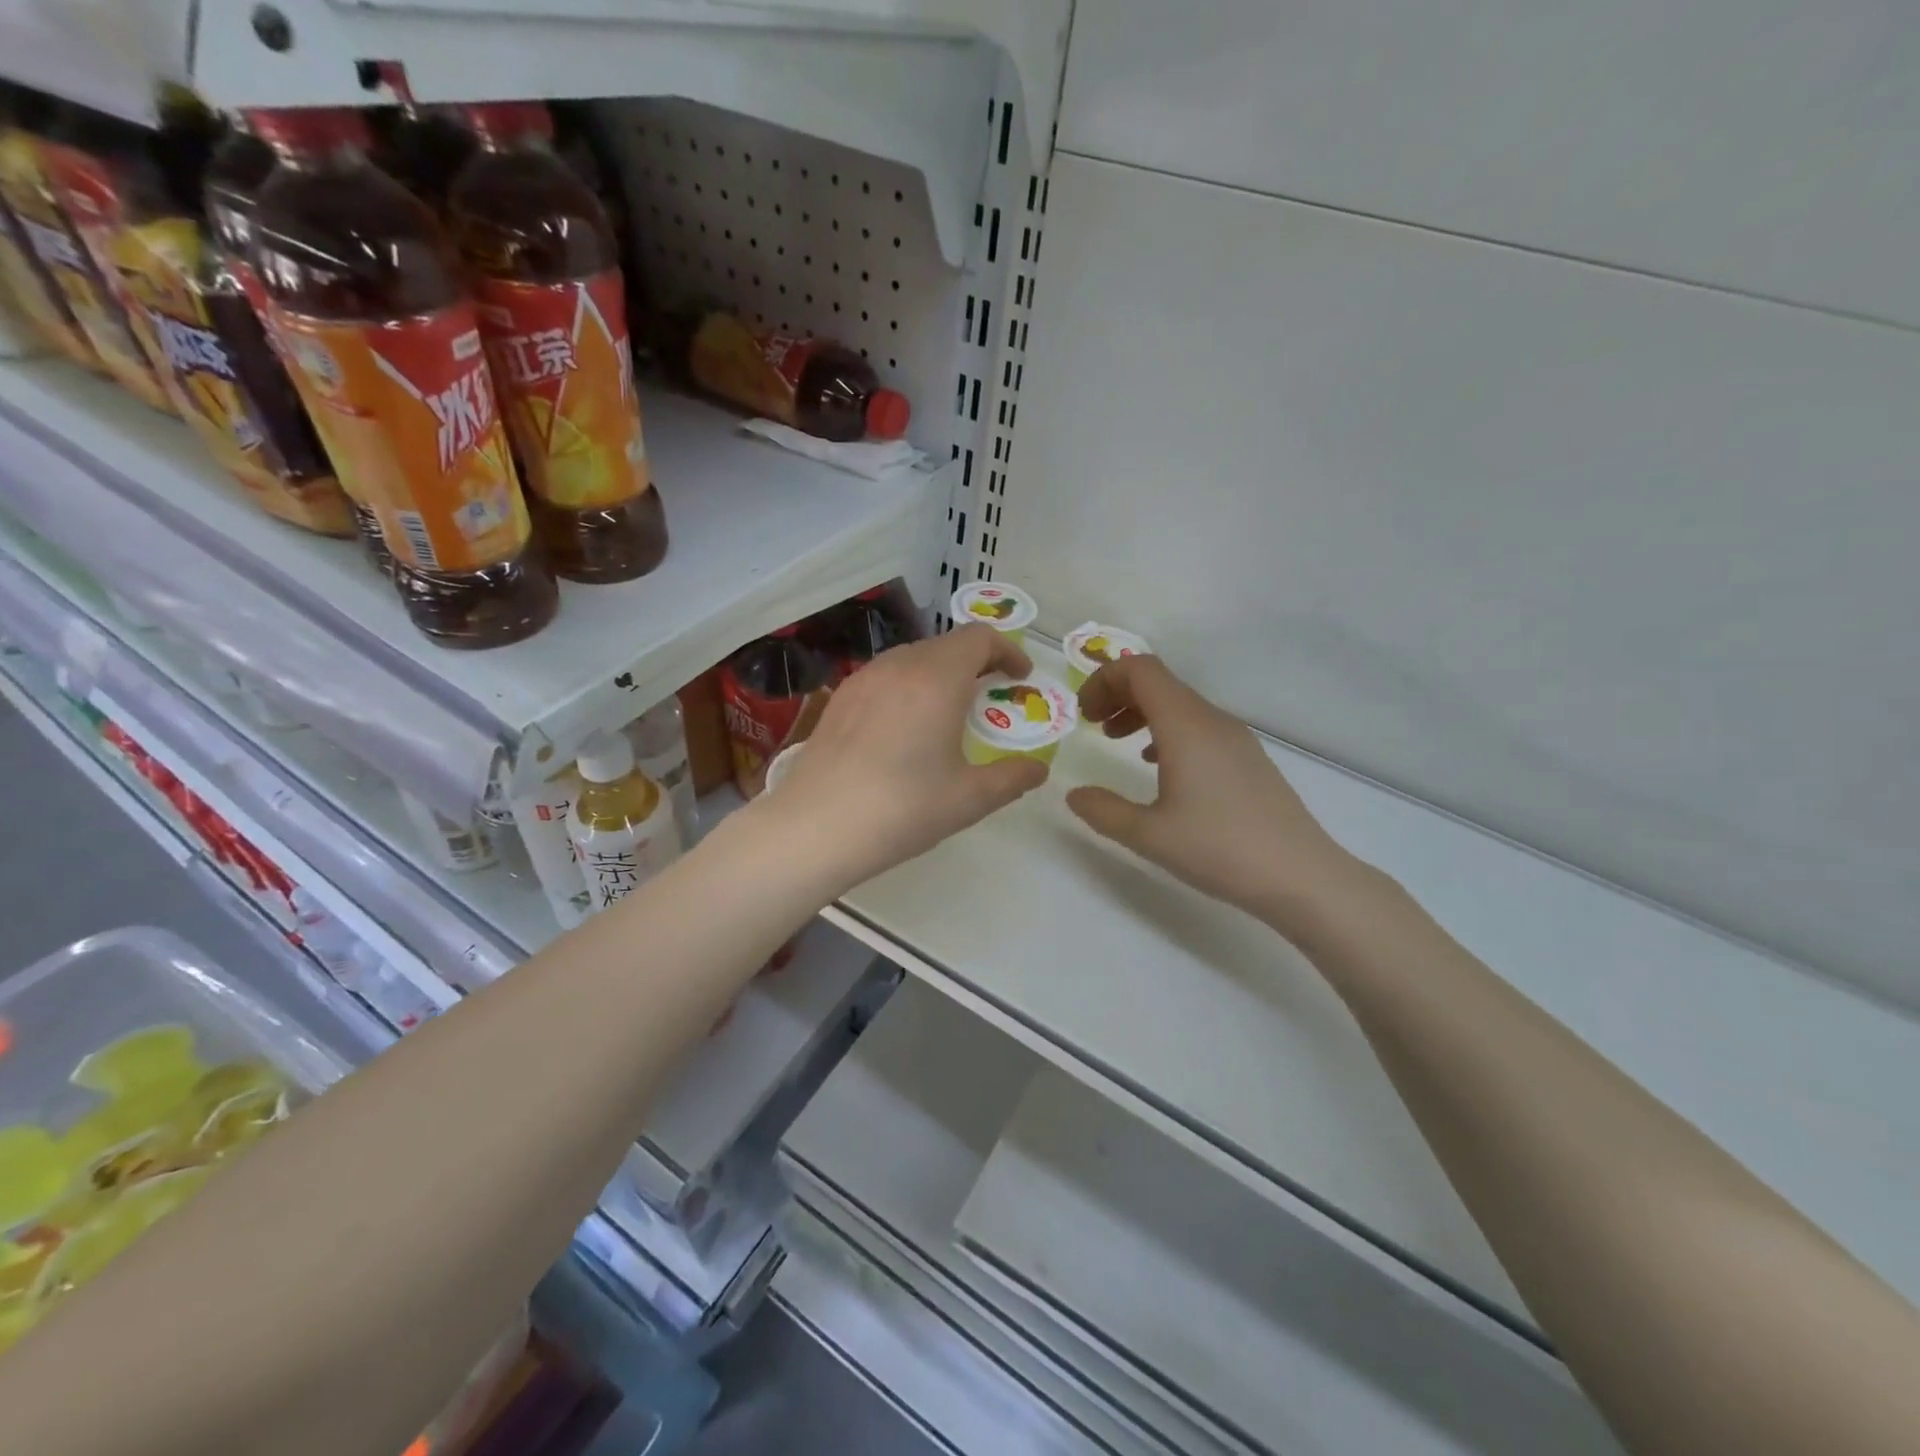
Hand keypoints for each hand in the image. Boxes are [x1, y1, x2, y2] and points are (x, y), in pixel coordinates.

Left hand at [760, 623, 1048, 890]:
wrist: (815, 827)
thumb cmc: (902, 809)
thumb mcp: (969, 799)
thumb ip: (1012, 778)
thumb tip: (1038, 770)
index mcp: (938, 678)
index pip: (980, 637)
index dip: (1007, 651)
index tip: (1020, 677)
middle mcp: (900, 665)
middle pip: (947, 644)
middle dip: (977, 663)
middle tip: (991, 698)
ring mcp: (864, 678)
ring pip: (913, 657)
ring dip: (941, 673)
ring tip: (950, 711)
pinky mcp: (840, 698)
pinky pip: (886, 676)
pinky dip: (909, 685)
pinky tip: (906, 726)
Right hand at [1066, 656, 1366, 929]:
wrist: (1300, 875)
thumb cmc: (1219, 849)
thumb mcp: (1147, 835)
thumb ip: (1103, 810)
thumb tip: (1074, 794)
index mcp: (1185, 726)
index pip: (1140, 669)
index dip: (1103, 680)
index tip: (1083, 715)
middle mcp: (1211, 720)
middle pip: (1159, 681)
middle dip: (1117, 694)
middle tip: (1092, 725)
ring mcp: (1235, 737)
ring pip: (1179, 703)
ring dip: (1141, 712)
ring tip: (1116, 742)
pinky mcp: (1247, 757)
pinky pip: (1198, 725)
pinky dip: (1167, 730)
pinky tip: (1156, 766)